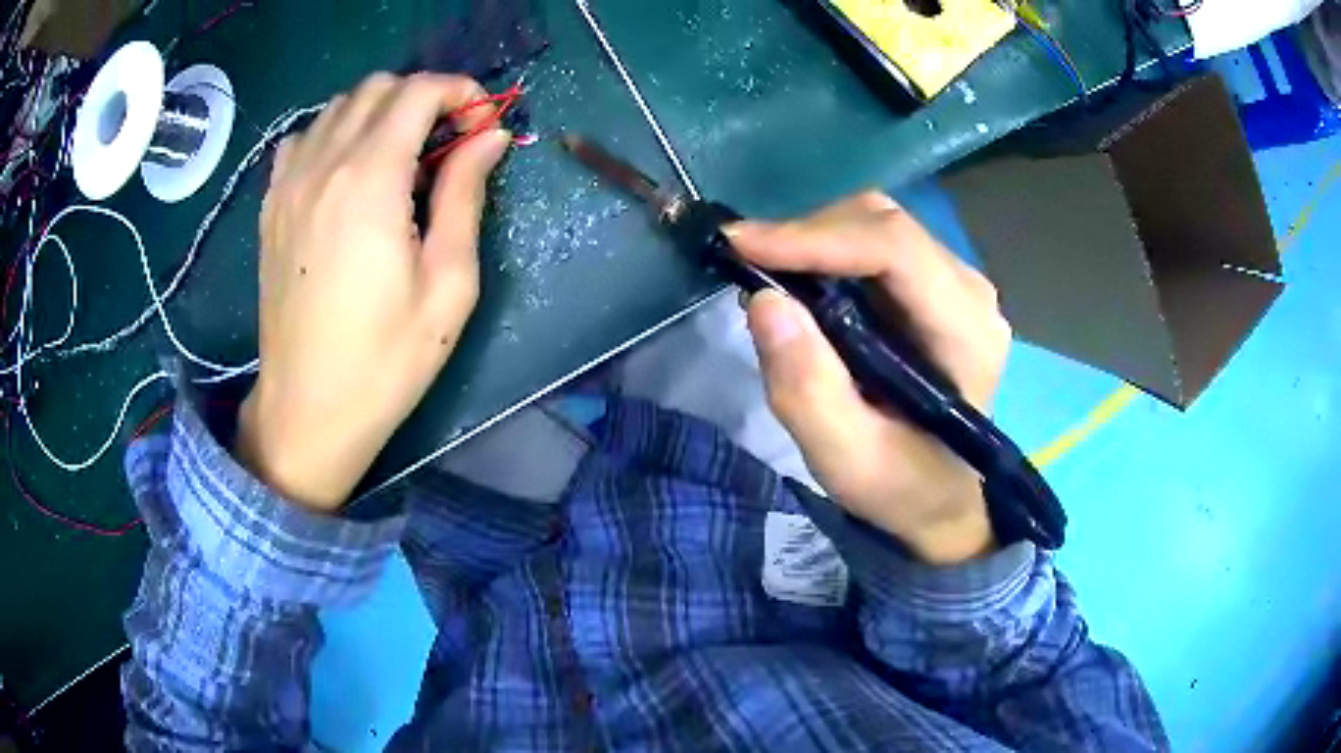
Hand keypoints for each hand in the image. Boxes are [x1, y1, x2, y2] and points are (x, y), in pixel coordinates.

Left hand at [235, 73, 511, 510]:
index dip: (461, 93)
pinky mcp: (271, 206)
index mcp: (370, 180)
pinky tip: (347, 171)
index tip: (482, 125)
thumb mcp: (448, 284)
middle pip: (377, 88)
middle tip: (448, 142)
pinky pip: (303, 138)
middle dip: (423, 97)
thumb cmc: (385, 359)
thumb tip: (489, 137)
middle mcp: (323, 165)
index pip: (418, 92)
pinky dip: (334, 134)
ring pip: (338, 106)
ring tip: (402, 156)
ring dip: (380, 112)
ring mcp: (288, 183)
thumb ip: (466, 195)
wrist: (307, 411)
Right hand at [729, 192, 1011, 564]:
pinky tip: (798, 280)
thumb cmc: (901, 485)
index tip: (741, 246)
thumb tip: (764, 300)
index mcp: (966, 333)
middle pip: (884, 223)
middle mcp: (969, 291)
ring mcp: (954, 282)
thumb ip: (807, 390)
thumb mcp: (847, 459)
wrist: (939, 496)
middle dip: (807, 235)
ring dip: (813, 239)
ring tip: (767, 273)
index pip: (895, 249)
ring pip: (876, 223)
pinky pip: (874, 242)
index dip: (815, 238)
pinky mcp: (933, 284)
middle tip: (747, 264)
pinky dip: (826, 250)